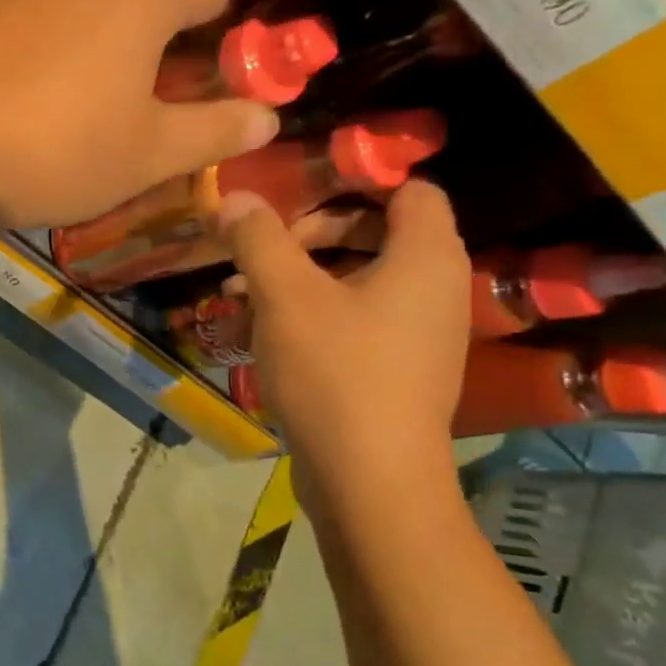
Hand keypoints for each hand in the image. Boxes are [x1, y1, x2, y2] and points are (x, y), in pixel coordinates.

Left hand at [0, 0, 278, 228]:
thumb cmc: (64, 151)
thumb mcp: (151, 154)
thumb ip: (214, 131)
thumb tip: (267, 117)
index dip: (216, 18)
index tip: (210, 56)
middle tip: (142, 50)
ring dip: (92, 3)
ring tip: (87, 71)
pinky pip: (31, 1)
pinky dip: (46, 25)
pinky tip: (35, 78)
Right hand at [221, 181, 470, 489]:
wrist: (370, 481)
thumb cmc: (335, 372)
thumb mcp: (285, 296)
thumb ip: (258, 238)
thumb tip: (232, 196)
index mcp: (425, 257)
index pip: (408, 190)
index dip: (354, 184)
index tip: (295, 198)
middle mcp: (434, 290)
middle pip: (374, 234)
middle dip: (307, 238)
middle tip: (259, 253)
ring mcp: (418, 336)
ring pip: (354, 283)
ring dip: (297, 281)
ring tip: (237, 298)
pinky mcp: (396, 372)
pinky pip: (353, 323)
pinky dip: (310, 318)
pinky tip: (256, 336)